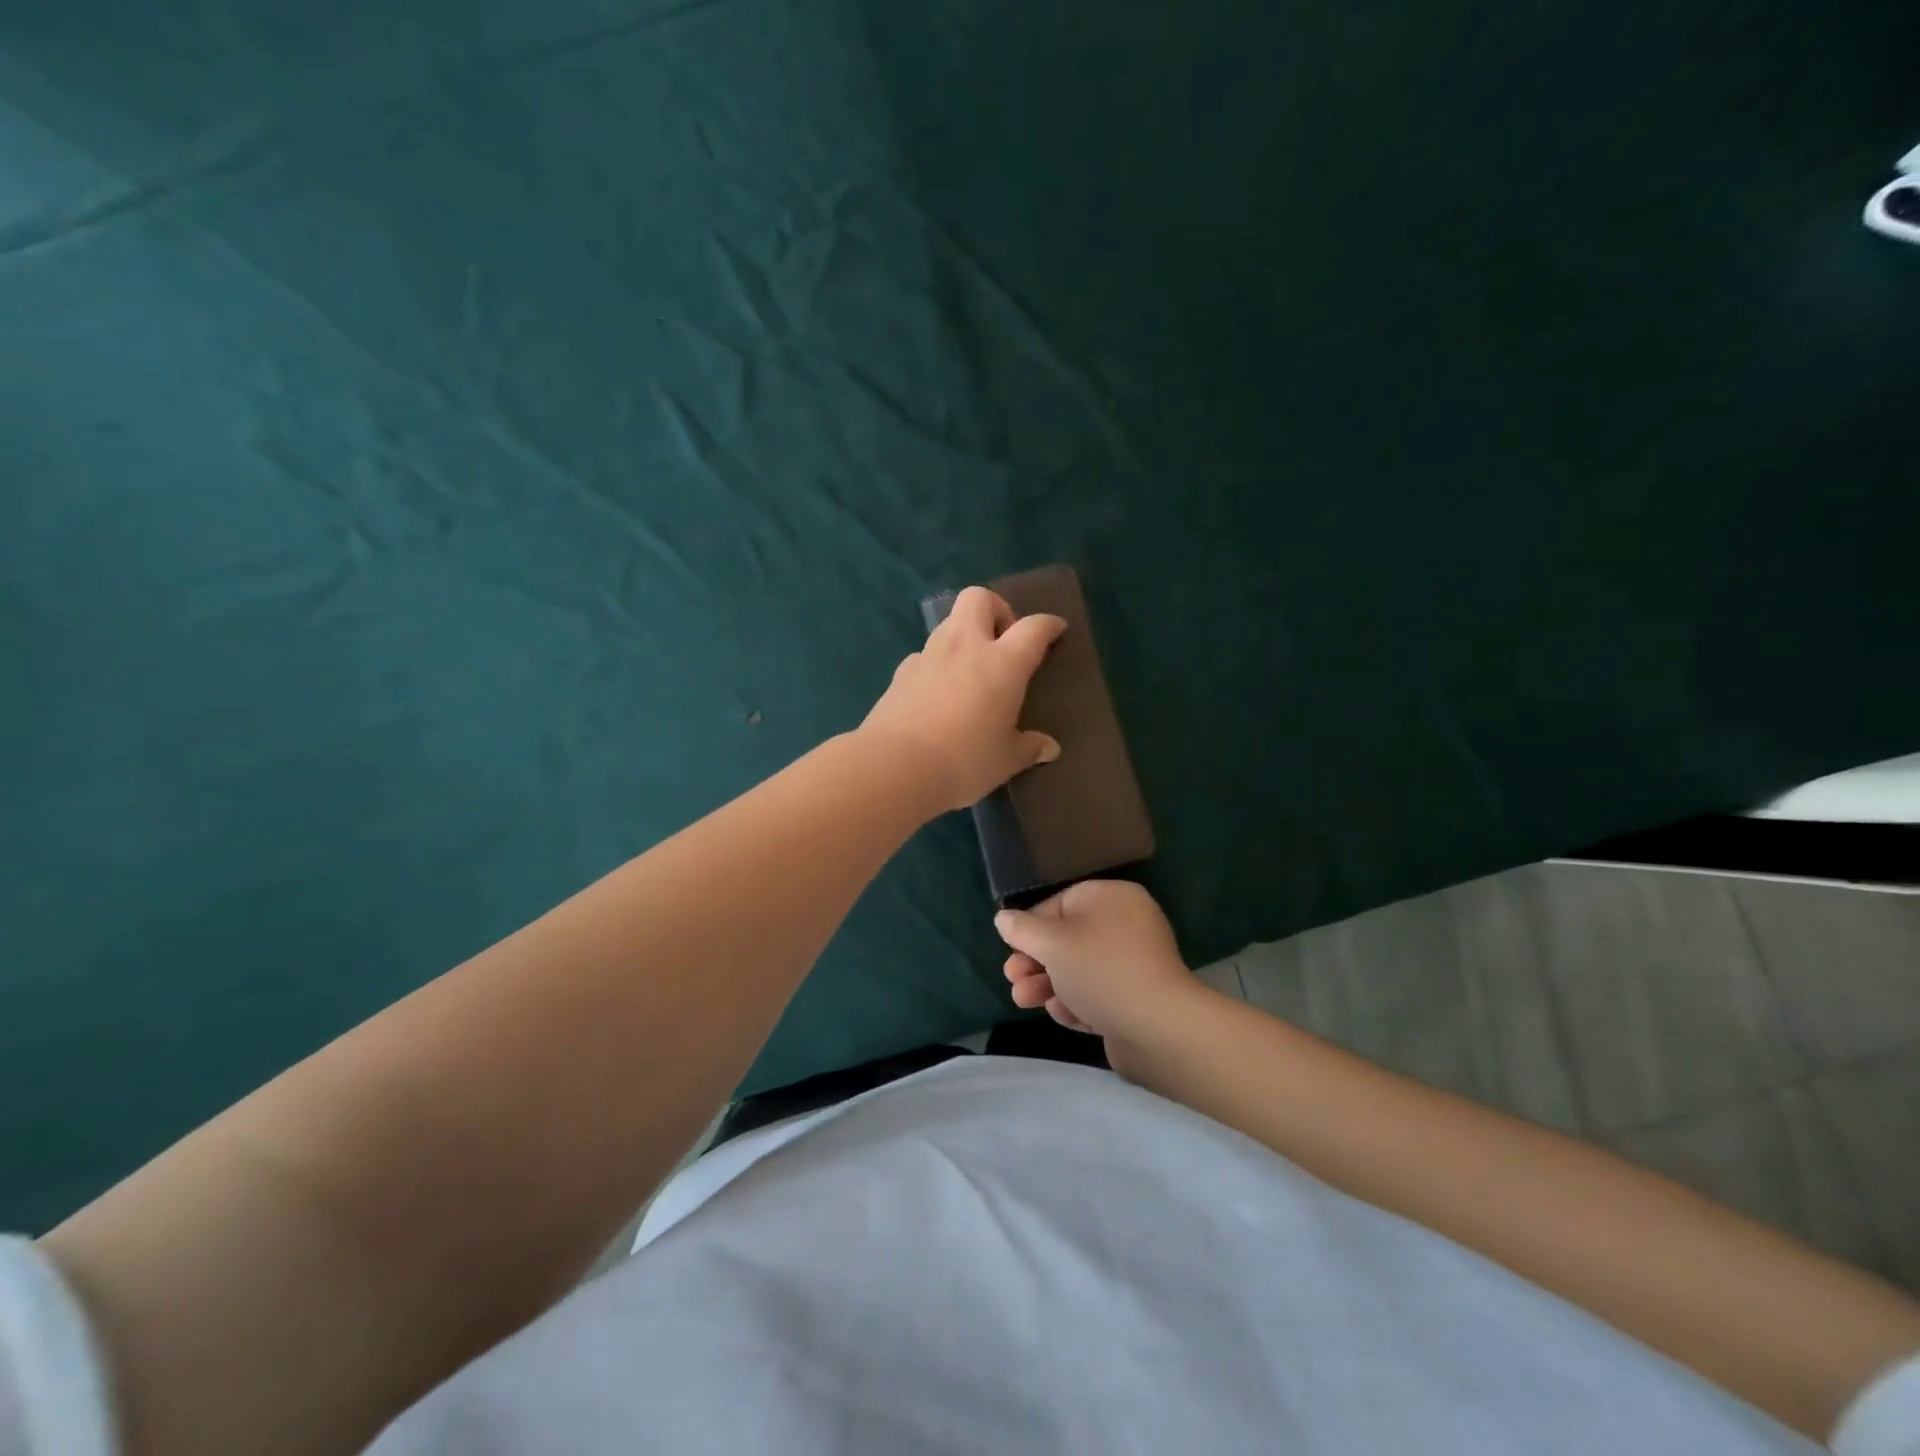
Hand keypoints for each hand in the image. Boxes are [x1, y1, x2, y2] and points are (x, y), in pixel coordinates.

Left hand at [860, 586, 1066, 814]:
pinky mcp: (901, 673)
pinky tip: (939, 692)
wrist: (895, 766)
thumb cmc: (964, 760)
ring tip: (971, 670)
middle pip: (979, 598)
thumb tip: (1049, 748)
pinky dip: (937, 664)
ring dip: (964, 635)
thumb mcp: (1005, 760)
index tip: (1056, 629)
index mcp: (1002, 663)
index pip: (1033, 628)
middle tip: (1003, 642)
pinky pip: (925, 655)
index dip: (1048, 624)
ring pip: (949, 623)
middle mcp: (965, 647)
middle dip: (996, 609)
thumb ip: (1028, 748)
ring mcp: (928, 656)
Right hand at [995, 880, 1200, 1070]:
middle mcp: (1127, 925)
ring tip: (1024, 1001)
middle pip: (1068, 939)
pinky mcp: (1135, 1000)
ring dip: (1048, 985)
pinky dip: (1077, 1003)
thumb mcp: (1052, 943)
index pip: (1062, 904)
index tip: (1012, 949)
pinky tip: (1064, 1015)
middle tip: (1013, 979)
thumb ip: (1023, 929)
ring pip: (1079, 970)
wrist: (1158, 1028)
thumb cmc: (1100, 970)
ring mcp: (1133, 965)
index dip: (1032, 926)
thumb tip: (1003, 918)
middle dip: (1036, 961)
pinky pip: (1098, 995)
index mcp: (1113, 898)